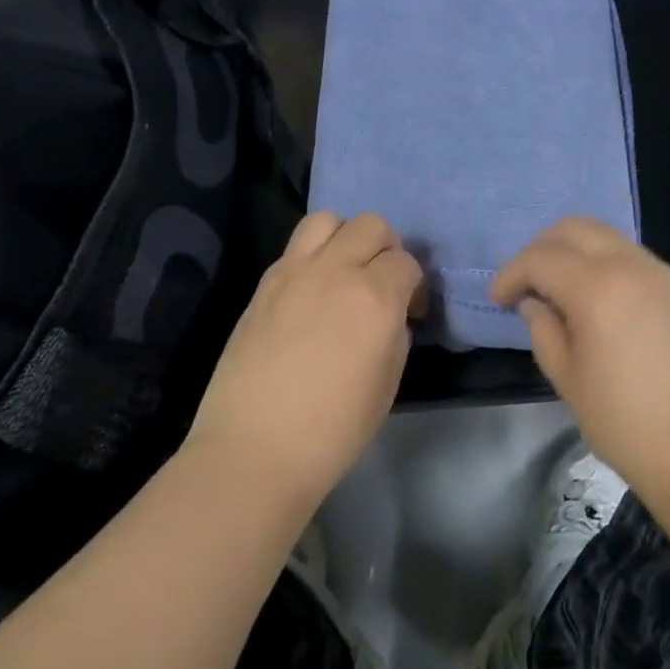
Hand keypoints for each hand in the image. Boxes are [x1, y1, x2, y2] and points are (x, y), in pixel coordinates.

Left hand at [186, 210, 424, 508]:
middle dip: (385, 249)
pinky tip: (311, 292)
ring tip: (343, 272)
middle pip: (371, 225)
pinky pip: (296, 247)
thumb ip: (395, 332)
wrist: (255, 449)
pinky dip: (313, 256)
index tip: (409, 311)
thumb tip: (390, 313)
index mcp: (375, 298)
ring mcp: (294, 272)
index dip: (413, 285)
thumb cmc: (333, 429)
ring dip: (344, 237)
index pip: (406, 262)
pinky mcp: (264, 283)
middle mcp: (336, 271)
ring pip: (328, 219)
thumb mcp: (388, 382)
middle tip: (380, 284)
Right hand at [491, 218, 669, 505]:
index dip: (511, 273)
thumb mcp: (571, 384)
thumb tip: (535, 304)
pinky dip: (605, 264)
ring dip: (575, 252)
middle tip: (527, 284)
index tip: (498, 299)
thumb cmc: (633, 429)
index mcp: (598, 288)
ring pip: (607, 237)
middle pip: (575, 228)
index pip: (540, 258)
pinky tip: (600, 304)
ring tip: (560, 293)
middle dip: (542, 248)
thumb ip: (545, 333)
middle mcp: (632, 266)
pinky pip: (634, 258)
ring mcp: (665, 275)